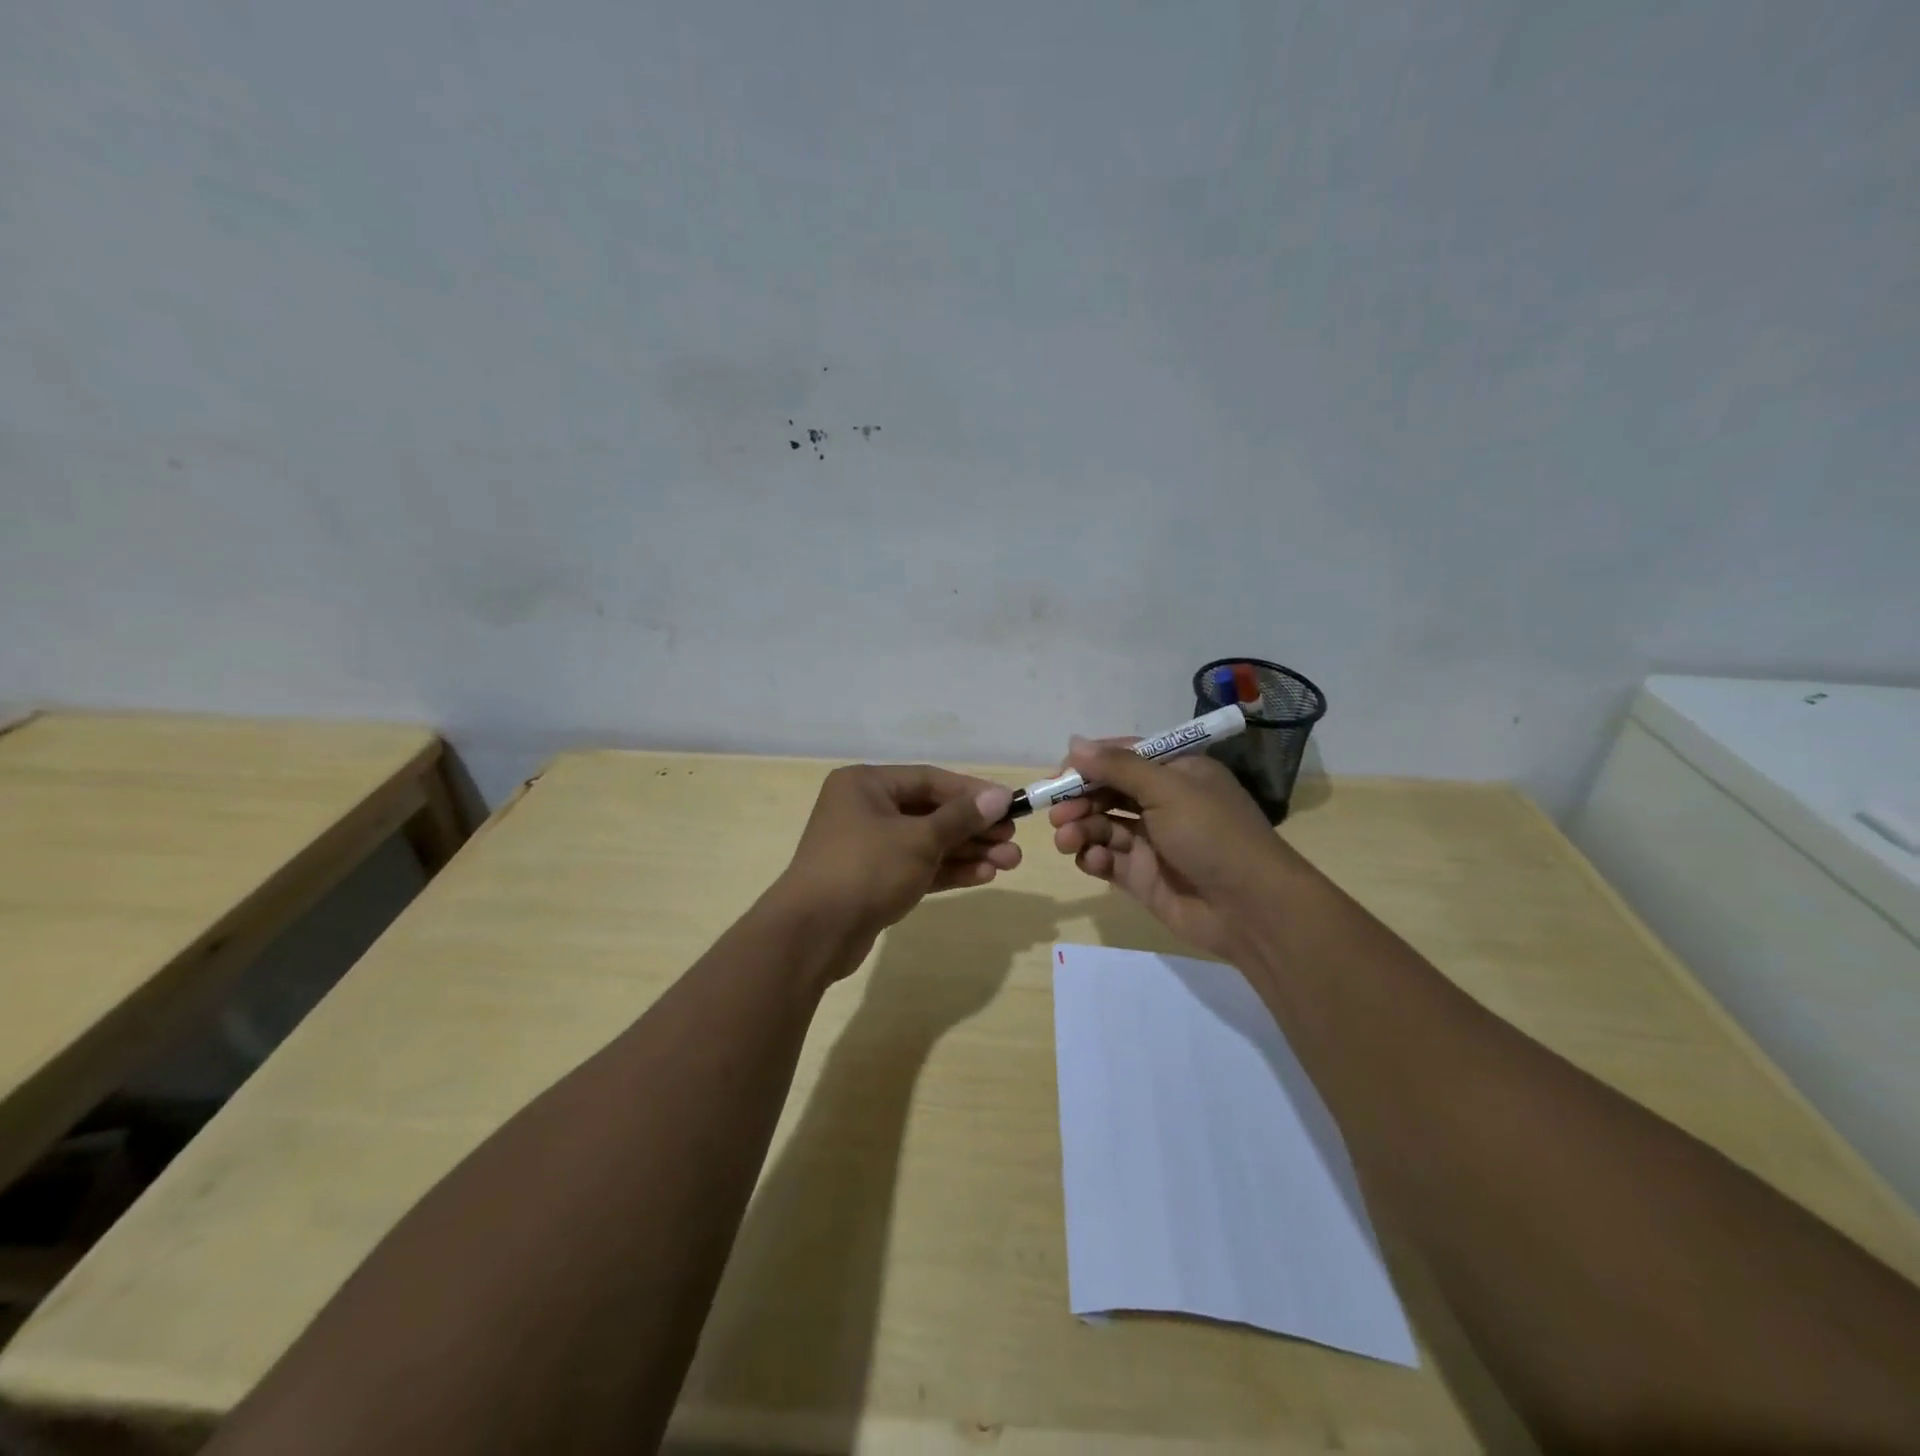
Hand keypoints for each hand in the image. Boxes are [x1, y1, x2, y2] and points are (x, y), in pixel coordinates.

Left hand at [772, 765, 1018, 958]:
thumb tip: (999, 796)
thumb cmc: (865, 869)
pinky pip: (916, 867)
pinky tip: (984, 875)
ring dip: (967, 851)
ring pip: (926, 843)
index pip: (929, 780)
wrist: (813, 934)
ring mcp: (868, 847)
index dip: (971, 792)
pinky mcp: (873, 880)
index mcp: (866, 785)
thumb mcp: (918, 840)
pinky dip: (947, 870)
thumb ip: (960, 818)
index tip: (1008, 804)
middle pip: (930, 812)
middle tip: (1012, 840)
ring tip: (1009, 862)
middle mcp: (864, 809)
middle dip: (974, 828)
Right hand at [1048, 737, 1303, 960]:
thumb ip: (1117, 767)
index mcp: (1176, 772)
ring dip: (1080, 828)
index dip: (1090, 763)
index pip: (1123, 757)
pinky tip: (1094, 861)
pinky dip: (1094, 857)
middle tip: (1057, 812)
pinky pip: (1106, 860)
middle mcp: (1162, 802)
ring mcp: (1151, 841)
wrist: (1251, 908)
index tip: (1061, 774)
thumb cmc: (1212, 834)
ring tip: (1067, 839)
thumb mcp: (1167, 789)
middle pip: (1107, 792)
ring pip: (1101, 826)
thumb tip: (1074, 743)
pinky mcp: (1141, 876)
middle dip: (1079, 799)